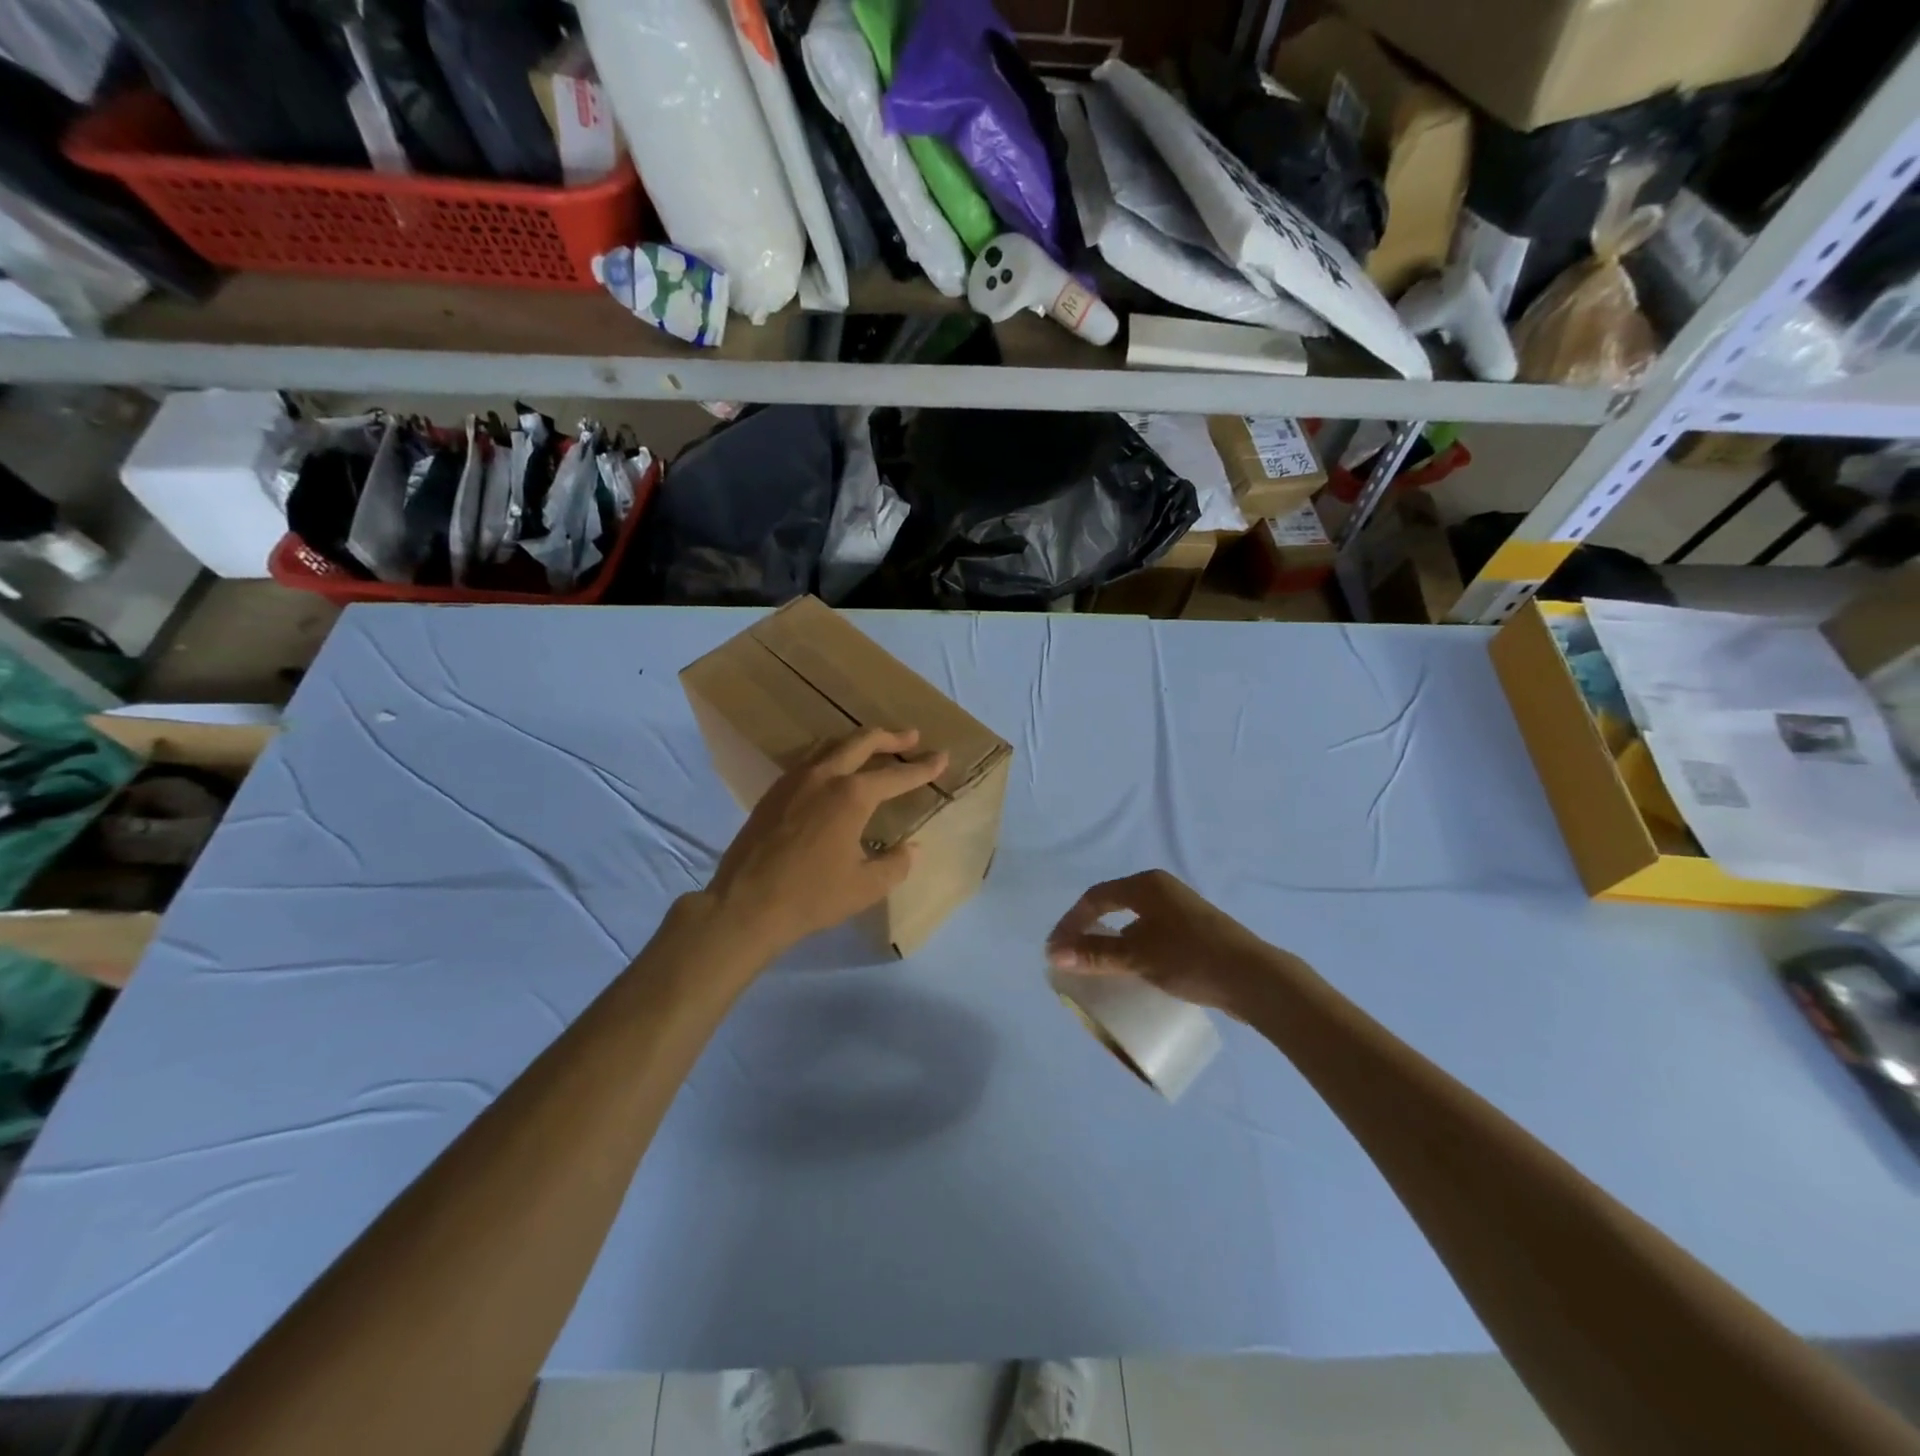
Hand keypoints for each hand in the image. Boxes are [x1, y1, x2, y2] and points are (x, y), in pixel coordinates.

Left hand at [705, 728, 947, 960]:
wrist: (745, 904)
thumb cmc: (812, 896)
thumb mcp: (865, 887)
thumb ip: (896, 864)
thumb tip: (912, 849)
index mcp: (852, 796)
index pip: (896, 775)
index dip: (922, 767)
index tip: (942, 756)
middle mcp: (824, 776)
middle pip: (862, 742)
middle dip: (890, 737)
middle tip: (912, 736)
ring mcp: (794, 780)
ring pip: (831, 745)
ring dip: (857, 742)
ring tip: (873, 746)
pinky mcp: (773, 792)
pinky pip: (808, 760)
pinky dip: (830, 755)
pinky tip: (832, 770)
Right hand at [1046, 869, 1280, 1013]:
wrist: (1255, 979)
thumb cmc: (1191, 958)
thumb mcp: (1138, 956)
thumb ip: (1095, 953)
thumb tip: (1053, 953)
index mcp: (1146, 885)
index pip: (1095, 897)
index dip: (1071, 922)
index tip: (1055, 950)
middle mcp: (1161, 890)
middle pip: (1112, 905)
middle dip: (1087, 930)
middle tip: (1070, 956)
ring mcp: (1180, 910)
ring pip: (1132, 921)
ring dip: (1110, 941)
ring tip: (1095, 966)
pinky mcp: (1193, 931)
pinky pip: (1149, 934)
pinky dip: (1131, 948)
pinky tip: (1131, 970)